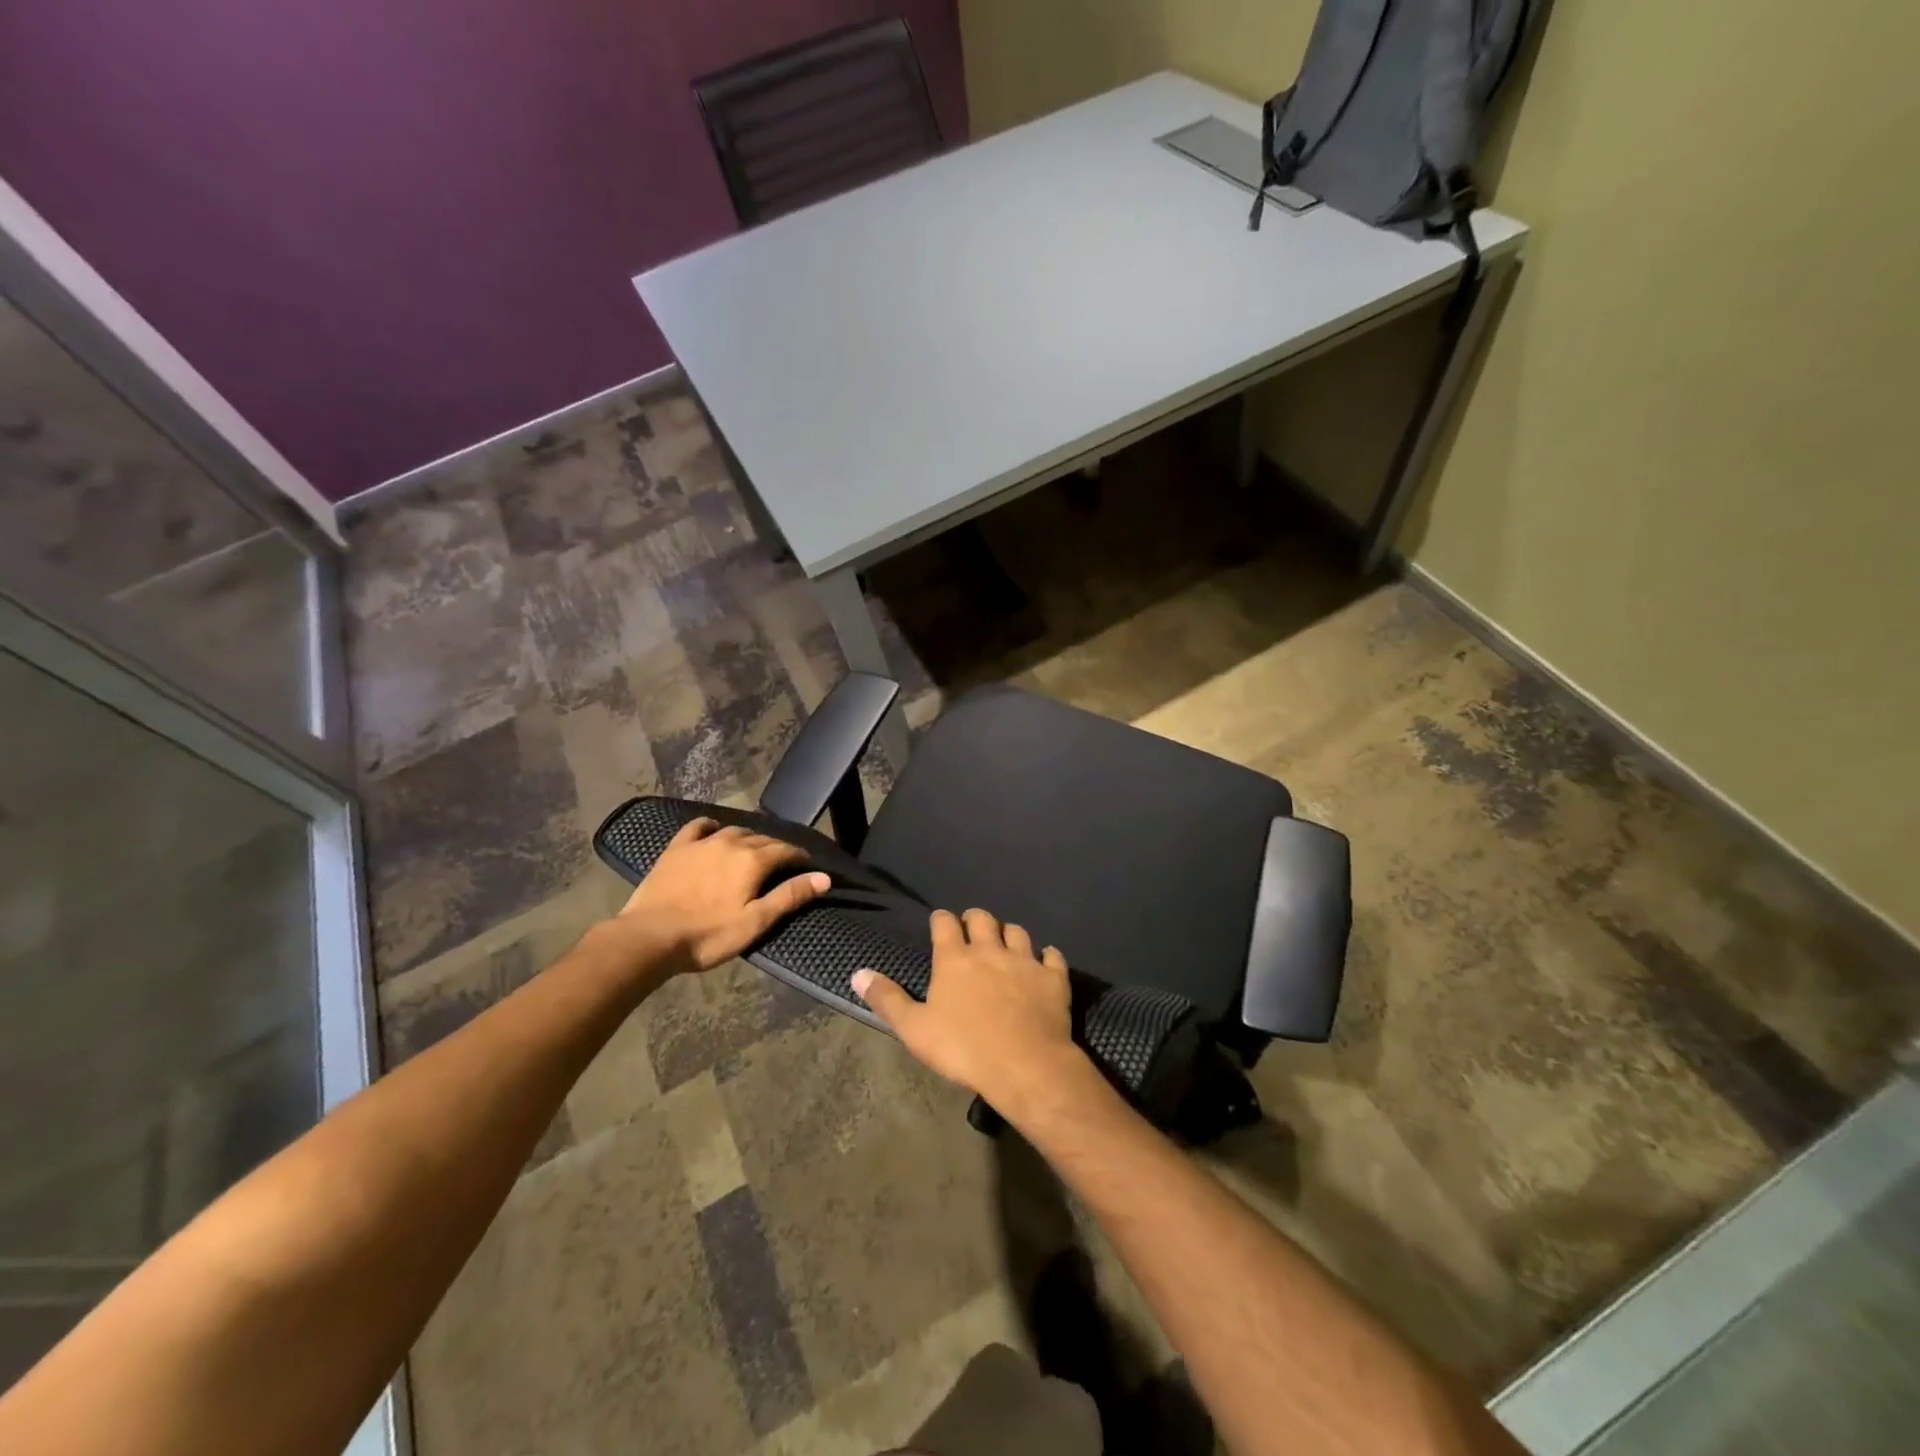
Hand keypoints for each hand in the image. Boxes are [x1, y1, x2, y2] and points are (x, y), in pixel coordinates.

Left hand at [607, 818, 829, 974]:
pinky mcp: (677, 847)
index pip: (786, 850)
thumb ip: (790, 896)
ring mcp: (702, 842)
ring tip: (753, 851)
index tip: (808, 866)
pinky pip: (699, 826)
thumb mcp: (755, 922)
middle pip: (762, 839)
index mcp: (753, 860)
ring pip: (735, 830)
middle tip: (782, 864)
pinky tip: (714, 831)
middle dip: (777, 848)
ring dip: (749, 838)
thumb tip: (824, 877)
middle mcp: (731, 842)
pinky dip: (712, 826)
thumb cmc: (708, 935)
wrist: (649, 937)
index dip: (800, 857)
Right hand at [852, 908, 1088, 1118]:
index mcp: (955, 960)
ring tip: (1005, 942)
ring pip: (1018, 932)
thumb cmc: (963, 1048)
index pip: (945, 924)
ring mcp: (1025, 961)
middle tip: (972, 928)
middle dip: (975, 919)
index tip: (940, 923)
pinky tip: (1045, 960)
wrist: (1025, 1064)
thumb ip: (887, 999)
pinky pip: (1052, 956)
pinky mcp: (1053, 978)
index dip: (941, 920)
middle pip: (983, 919)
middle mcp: (990, 951)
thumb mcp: (915, 1029)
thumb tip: (857, 973)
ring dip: (1009, 933)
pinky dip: (1047, 956)